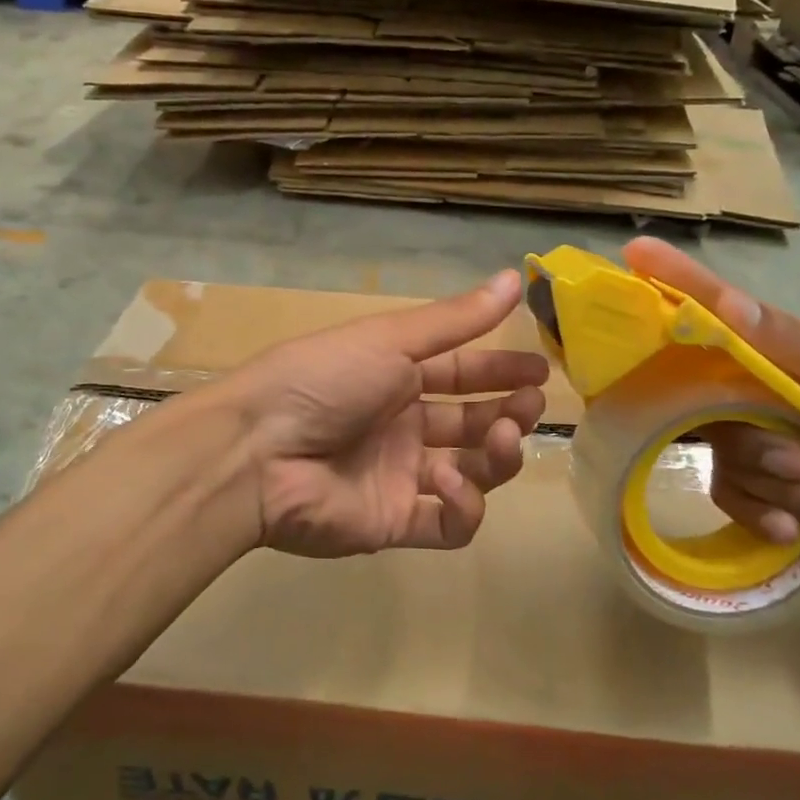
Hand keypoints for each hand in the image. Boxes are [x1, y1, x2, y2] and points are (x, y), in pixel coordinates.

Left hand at [226, 270, 549, 557]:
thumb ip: (455, 319)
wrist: (257, 450)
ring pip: (471, 473)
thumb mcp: (390, 339)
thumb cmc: (324, 379)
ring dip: (497, 456)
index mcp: (394, 377)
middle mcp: (401, 426)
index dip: (501, 371)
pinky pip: (448, 524)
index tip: (542, 371)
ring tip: (504, 437)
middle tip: (531, 404)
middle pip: (471, 423)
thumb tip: (516, 275)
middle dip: (508, 414)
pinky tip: (453, 483)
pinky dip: (464, 507)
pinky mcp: (394, 523)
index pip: (461, 373)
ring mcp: (399, 477)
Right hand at [623, 237, 799, 545]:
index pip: (708, 309)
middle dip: (759, 446)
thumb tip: (726, 302)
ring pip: (726, 460)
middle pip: (704, 408)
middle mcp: (744, 389)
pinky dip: (771, 517)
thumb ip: (790, 342)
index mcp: (767, 351)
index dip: (671, 281)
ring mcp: (746, 438)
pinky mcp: (752, 484)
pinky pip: (730, 497)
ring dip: (783, 489)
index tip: (635, 249)